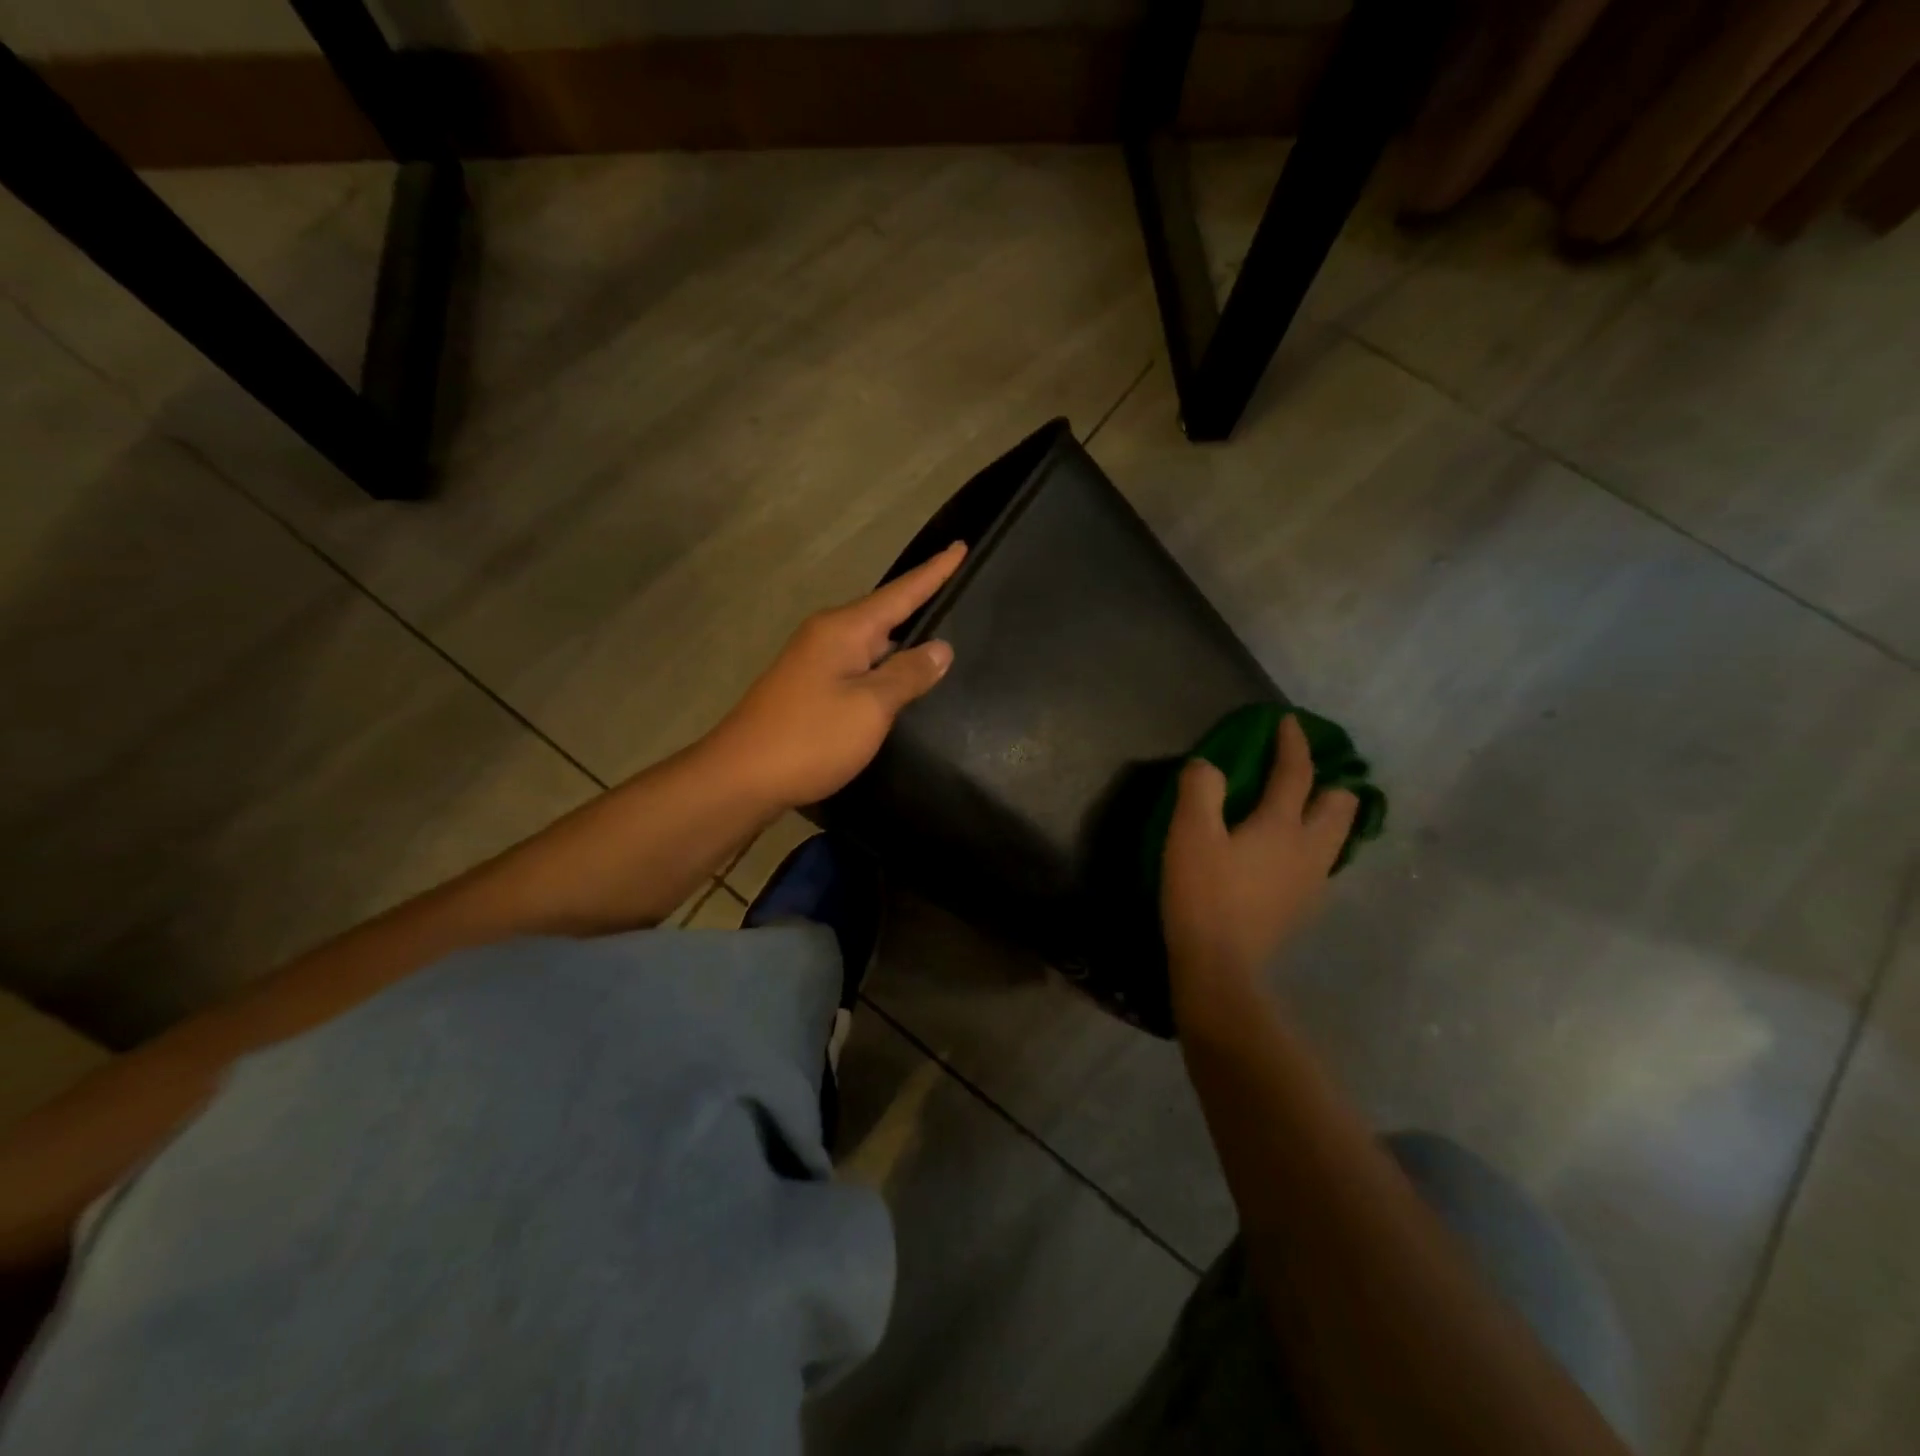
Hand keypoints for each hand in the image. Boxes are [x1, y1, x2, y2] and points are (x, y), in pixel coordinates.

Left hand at [706, 543, 965, 809]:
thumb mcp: (870, 707)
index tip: (962, 546)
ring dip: (901, 643)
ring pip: (870, 644)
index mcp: (844, 629)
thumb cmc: (810, 737)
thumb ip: (907, 675)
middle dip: (920, 605)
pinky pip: (857, 668)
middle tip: (960, 596)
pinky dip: (882, 669)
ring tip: (940, 642)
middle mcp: (826, 636)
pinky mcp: (809, 690)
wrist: (741, 778)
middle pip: (884, 615)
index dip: (934, 573)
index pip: (900, 593)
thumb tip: (940, 648)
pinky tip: (899, 682)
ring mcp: (814, 663)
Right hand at [1161, 715, 1356, 1022]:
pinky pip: (1320, 862)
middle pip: (1340, 805)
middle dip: (1327, 782)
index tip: (1289, 723)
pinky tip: (1284, 854)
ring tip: (1297, 811)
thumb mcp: (1189, 834)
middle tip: (1300, 775)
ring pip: (1336, 836)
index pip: (1298, 773)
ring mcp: (1312, 882)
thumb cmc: (1203, 894)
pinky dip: (1312, 845)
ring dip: (1324, 815)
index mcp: (1282, 825)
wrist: (1220, 966)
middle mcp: (1309, 849)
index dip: (1293, 743)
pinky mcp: (1303, 907)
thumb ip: (1200, 790)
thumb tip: (1210, 766)